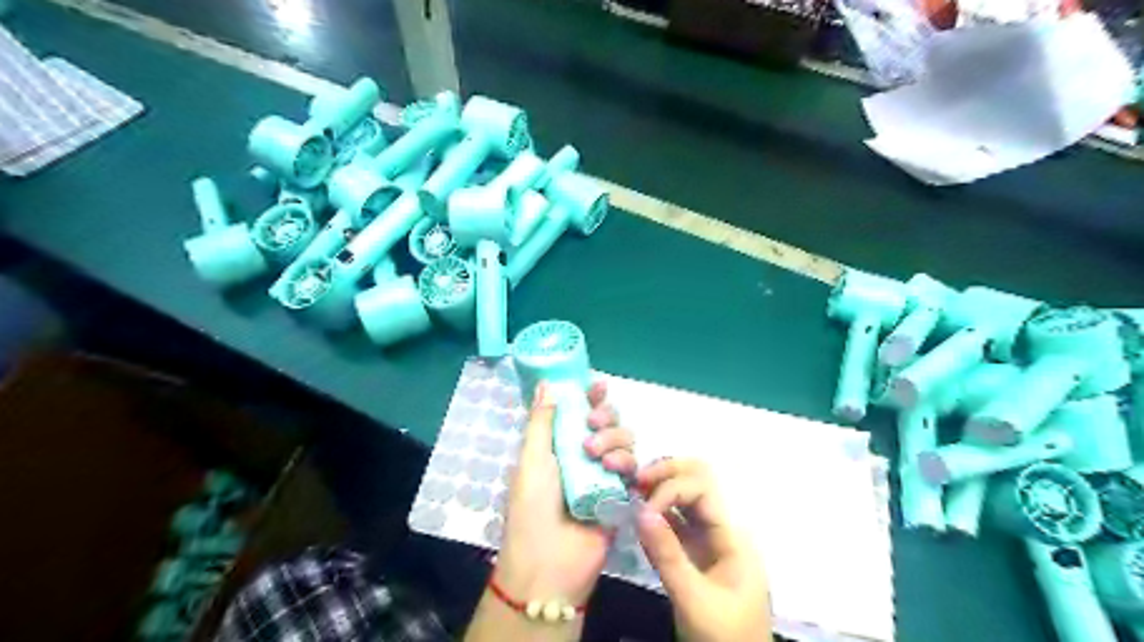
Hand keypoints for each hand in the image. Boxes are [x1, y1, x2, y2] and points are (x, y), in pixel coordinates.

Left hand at [496, 380, 639, 605]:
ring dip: (614, 439)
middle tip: (593, 423)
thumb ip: (542, 421)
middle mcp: (583, 456)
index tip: (598, 385)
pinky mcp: (621, 495)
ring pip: (624, 441)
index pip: (578, 412)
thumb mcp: (531, 460)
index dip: (590, 397)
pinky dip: (627, 463)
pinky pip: (634, 468)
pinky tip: (614, 470)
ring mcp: (604, 476)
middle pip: (607, 422)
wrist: (548, 565)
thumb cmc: (531, 509)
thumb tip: (546, 383)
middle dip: (605, 416)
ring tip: (597, 456)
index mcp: (559, 446)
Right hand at [636, 458, 766, 641]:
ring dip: (659, 489)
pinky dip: (656, 512)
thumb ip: (668, 555)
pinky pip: (674, 520)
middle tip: (635, 482)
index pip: (701, 488)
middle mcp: (720, 527)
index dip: (670, 489)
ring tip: (631, 493)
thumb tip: (641, 511)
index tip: (643, 509)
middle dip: (667, 473)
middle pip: (697, 480)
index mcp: (731, 534)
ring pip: (684, 496)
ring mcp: (707, 538)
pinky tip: (637, 515)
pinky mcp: (693, 551)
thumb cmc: (725, 637)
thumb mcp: (694, 600)